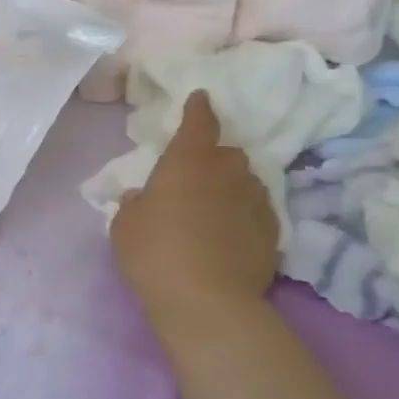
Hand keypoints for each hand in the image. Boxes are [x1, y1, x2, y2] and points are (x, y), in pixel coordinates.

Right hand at [110, 90, 277, 329]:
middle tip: (195, 175)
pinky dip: (242, 215)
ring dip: (230, 186)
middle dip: (214, 157)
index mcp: (188, 163)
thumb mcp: (125, 226)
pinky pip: (256, 212)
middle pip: (227, 153)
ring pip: (245, 182)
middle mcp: (228, 174)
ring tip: (212, 207)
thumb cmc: (154, 253)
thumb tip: (143, 196)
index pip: (198, 124)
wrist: (207, 301)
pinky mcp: (273, 233)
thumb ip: (134, 204)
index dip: (198, 110)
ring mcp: (256, 202)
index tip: (200, 98)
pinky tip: (228, 234)